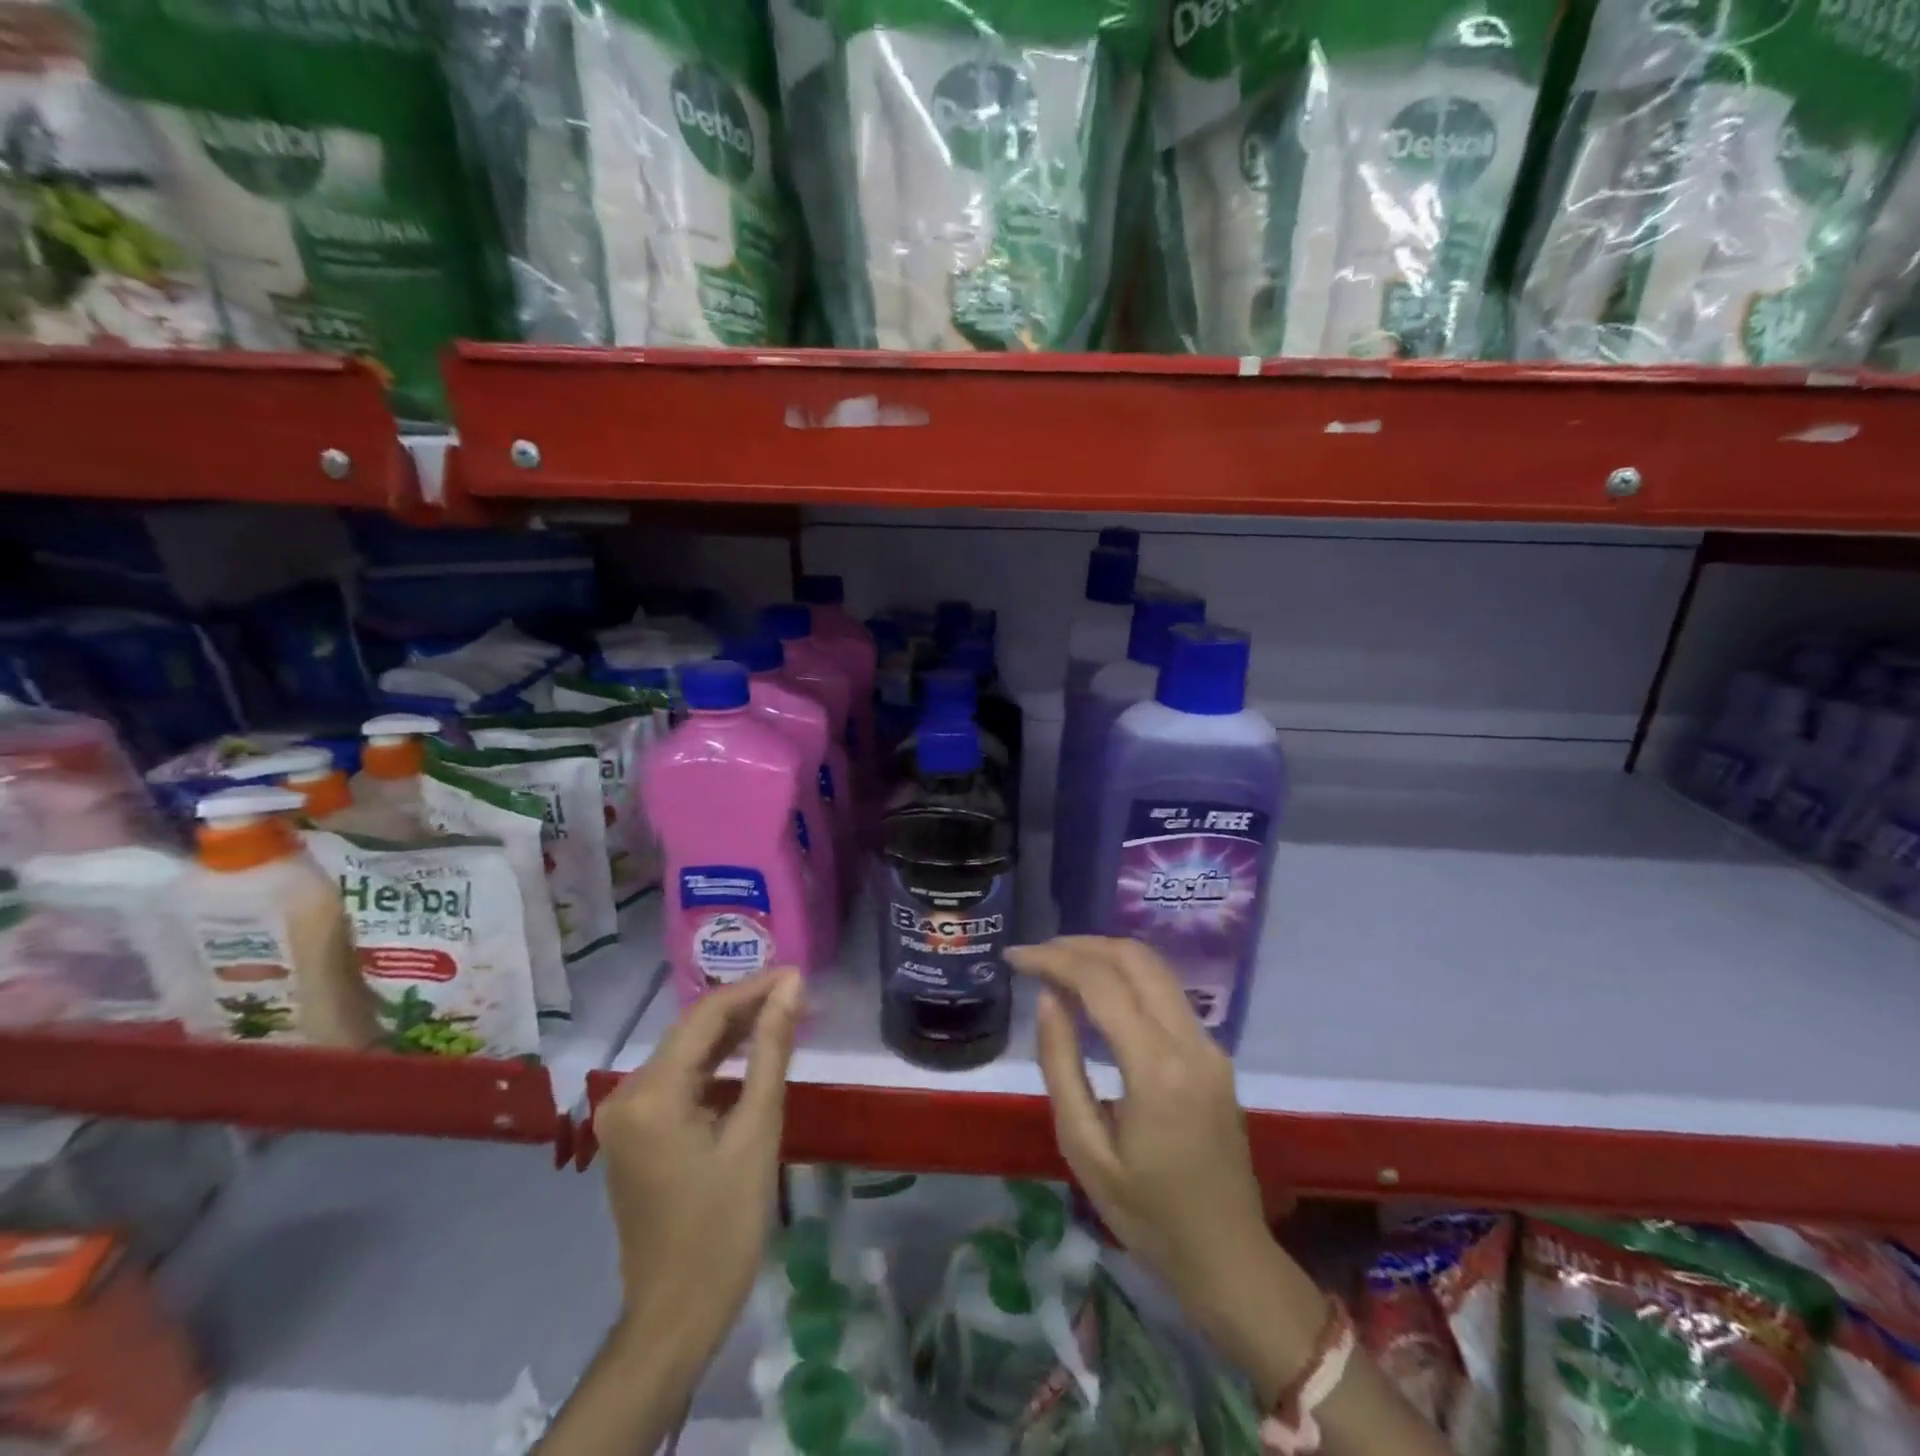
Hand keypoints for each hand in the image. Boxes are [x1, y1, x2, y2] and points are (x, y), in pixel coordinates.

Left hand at [593, 969, 802, 1365]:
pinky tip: (749, 1056)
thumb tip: (790, 987)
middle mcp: (626, 1093)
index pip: (706, 1015)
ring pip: (685, 1052)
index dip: (754, 988)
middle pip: (692, 1030)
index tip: (797, 974)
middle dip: (744, 1006)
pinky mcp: (633, 1132)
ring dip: (731, 1033)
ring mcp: (624, 1114)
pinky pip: (678, 1079)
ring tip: (781, 1013)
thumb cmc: (724, 1226)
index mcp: (651, 1093)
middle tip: (796, 992)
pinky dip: (714, 1064)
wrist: (676, 1314)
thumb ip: (771, 1051)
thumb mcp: (757, 1131)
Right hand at [1006, 937, 1324, 1402]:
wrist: (1227, 1256)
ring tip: (1058, 965)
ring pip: (1155, 967)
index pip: (1100, 982)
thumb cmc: (1146, 1215)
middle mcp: (1191, 1041)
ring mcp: (1209, 1043)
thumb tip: (1048, 998)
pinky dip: (1126, 976)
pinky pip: (1166, 992)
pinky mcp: (1214, 1052)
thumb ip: (1061, 1064)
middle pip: (1134, 958)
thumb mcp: (1084, 1147)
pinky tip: (1096, 992)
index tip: (1015, 957)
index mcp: (1157, 1068)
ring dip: (1104, 955)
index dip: (1053, 959)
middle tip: (1036, 956)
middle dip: (1080, 945)